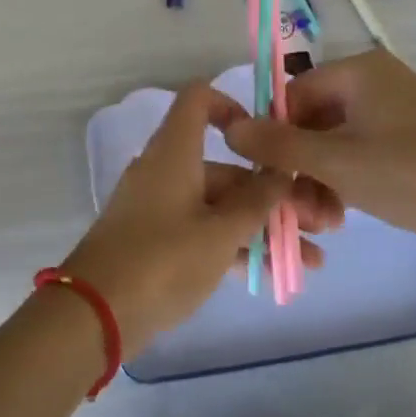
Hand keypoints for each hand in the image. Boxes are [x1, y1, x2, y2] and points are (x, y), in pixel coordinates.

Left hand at [62, 84, 343, 351]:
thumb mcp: (221, 232)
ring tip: (311, 260)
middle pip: (224, 168)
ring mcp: (160, 209)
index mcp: (174, 152)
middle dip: (273, 196)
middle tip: (320, 225)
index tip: (267, 139)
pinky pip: (204, 234)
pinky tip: (275, 274)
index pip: (198, 100)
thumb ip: (256, 201)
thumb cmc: (162, 260)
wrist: (96, 316)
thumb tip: (280, 174)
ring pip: (220, 207)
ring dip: (263, 229)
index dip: (233, 107)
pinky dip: (236, 248)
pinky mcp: (157, 243)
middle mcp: (166, 172)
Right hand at [223, 49, 415, 262]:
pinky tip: (338, 217)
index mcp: (361, 71)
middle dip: (298, 166)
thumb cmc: (408, 175)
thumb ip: (276, 145)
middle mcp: (378, 85)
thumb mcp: (333, 161)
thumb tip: (229, 128)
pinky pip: (361, 157)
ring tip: (318, 221)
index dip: (274, 132)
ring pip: (335, 144)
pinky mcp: (411, 148)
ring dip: (318, 181)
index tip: (265, 174)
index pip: (295, 92)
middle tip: (292, 208)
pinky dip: (344, 183)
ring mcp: (397, 117)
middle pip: (314, 120)